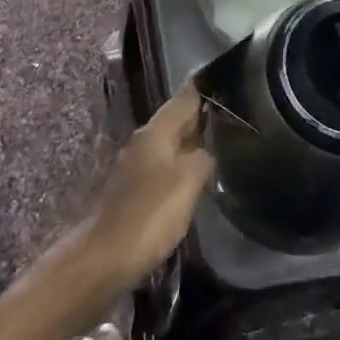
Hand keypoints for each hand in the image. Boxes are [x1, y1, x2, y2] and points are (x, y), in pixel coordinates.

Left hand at [79, 85, 214, 291]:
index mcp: (155, 132)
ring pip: (171, 145)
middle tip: (235, 115)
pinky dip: (182, 167)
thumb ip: (203, 158)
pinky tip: (197, 179)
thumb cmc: (149, 214)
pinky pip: (164, 169)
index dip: (205, 89)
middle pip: (177, 121)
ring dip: (192, 144)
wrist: (105, 258)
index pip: (184, 98)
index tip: (229, 81)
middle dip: (202, 117)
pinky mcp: (134, 193)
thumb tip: (207, 152)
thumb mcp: (188, 180)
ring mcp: (136, 167)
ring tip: (222, 145)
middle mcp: (143, 142)